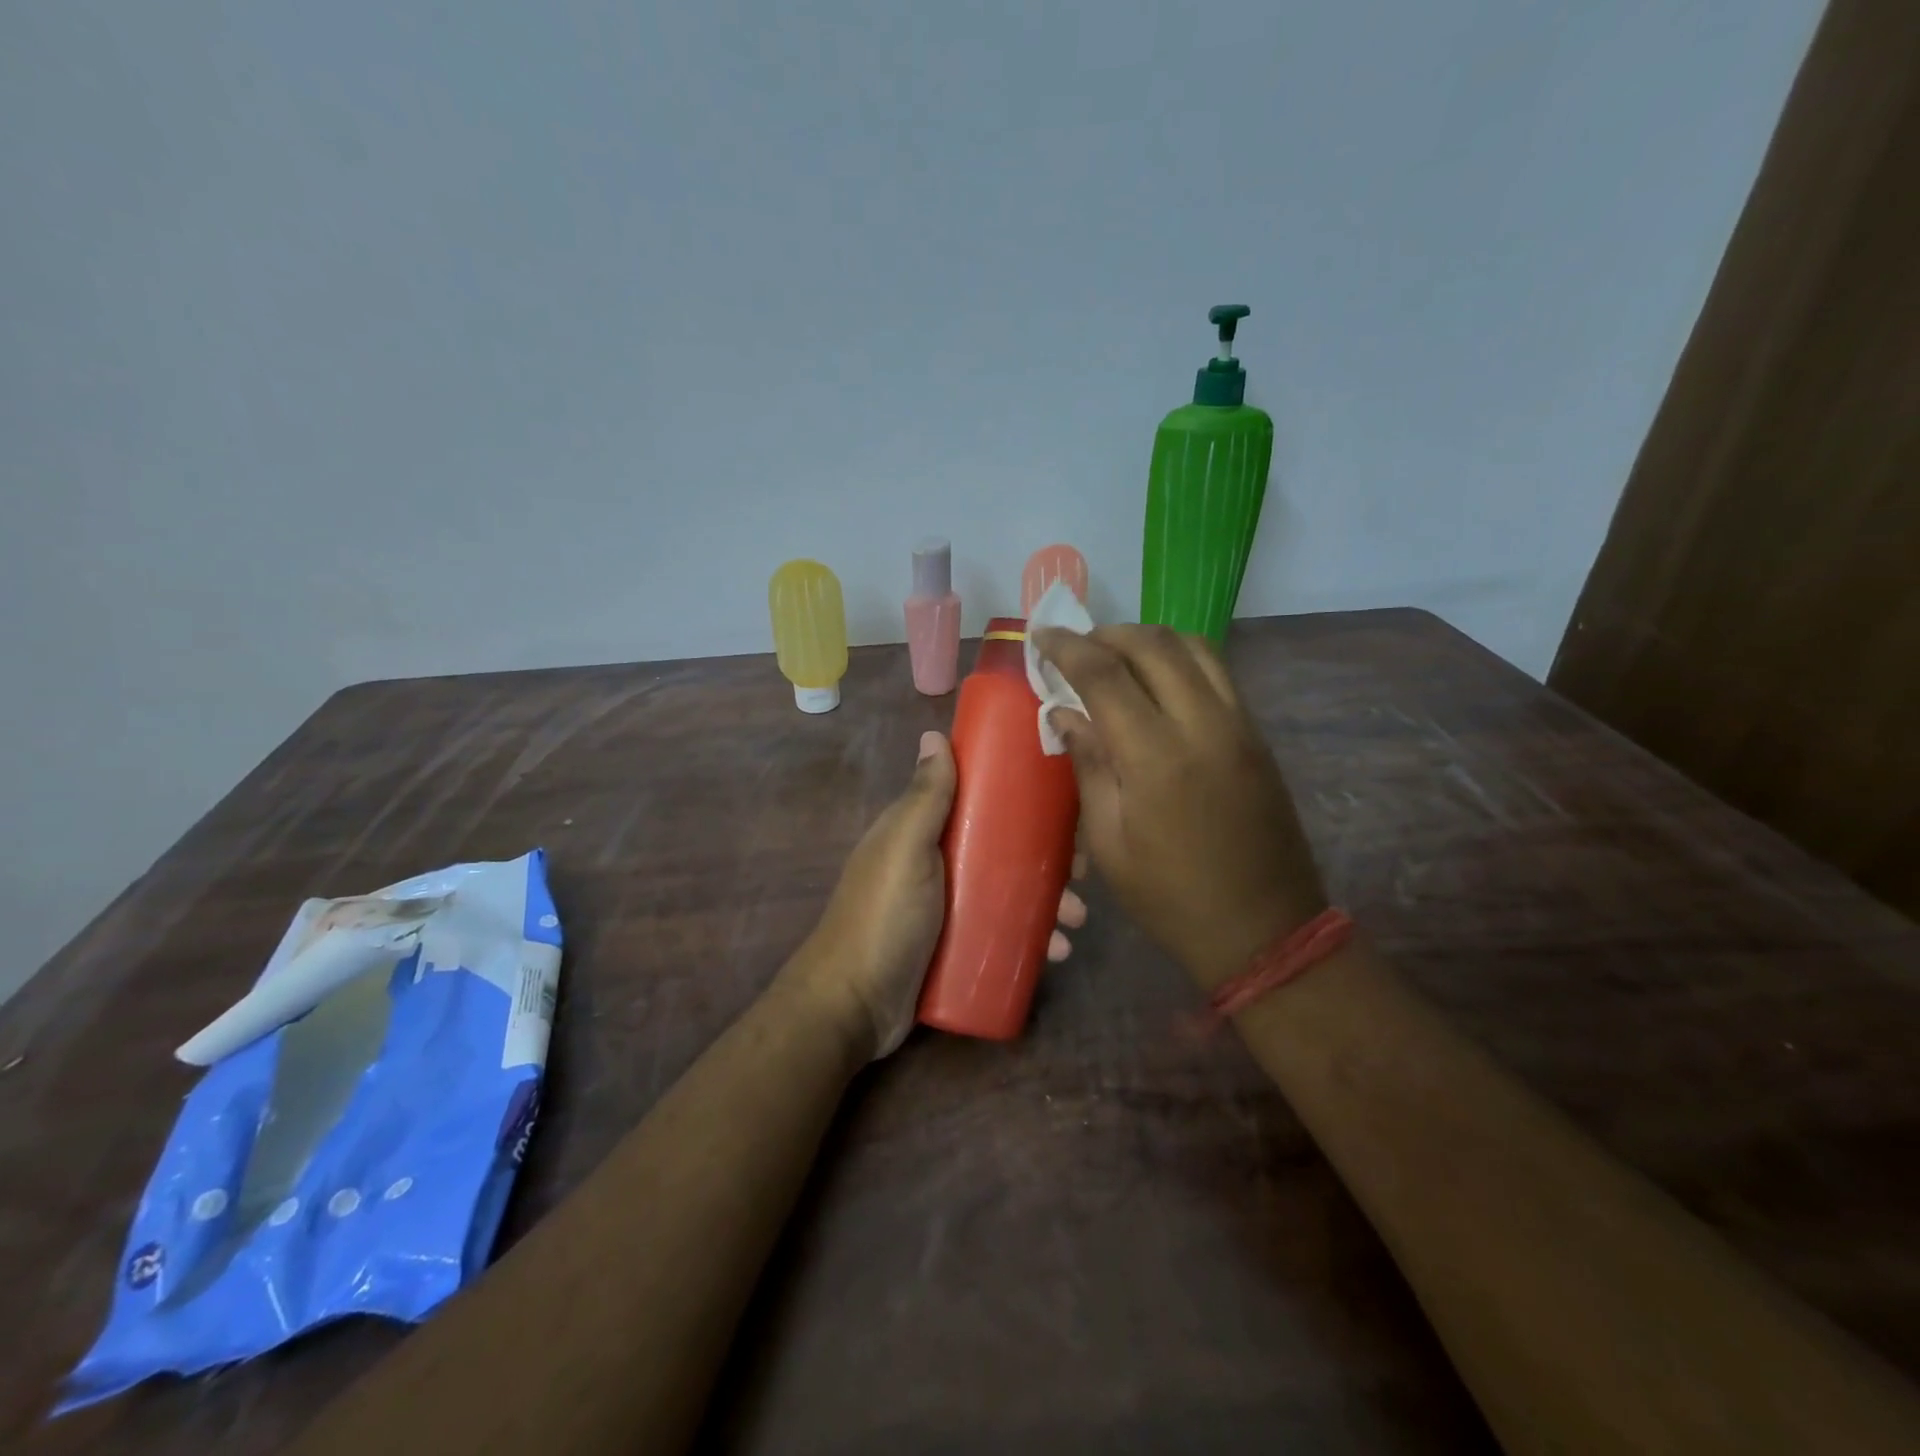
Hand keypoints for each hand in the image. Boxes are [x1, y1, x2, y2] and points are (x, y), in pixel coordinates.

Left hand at [791, 730, 1088, 1059]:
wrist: (853, 1006)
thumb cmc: (883, 917)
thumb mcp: (905, 849)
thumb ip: (924, 798)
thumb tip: (935, 734)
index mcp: (922, 831)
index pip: (978, 800)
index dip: (1019, 798)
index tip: (1062, 807)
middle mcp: (937, 863)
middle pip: (1002, 848)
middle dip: (1046, 858)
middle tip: (1082, 873)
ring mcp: (947, 907)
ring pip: (1009, 891)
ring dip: (1048, 900)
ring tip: (1075, 920)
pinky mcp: (957, 946)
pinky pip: (1003, 931)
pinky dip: (1032, 937)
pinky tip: (1057, 950)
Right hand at [1031, 624, 1324, 989]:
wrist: (1265, 929)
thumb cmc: (1171, 897)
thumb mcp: (1109, 844)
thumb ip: (1089, 766)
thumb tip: (1065, 713)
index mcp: (1155, 756)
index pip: (1105, 674)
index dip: (1067, 647)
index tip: (1041, 635)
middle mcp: (1202, 724)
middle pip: (1153, 644)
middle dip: (1107, 634)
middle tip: (1076, 646)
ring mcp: (1239, 725)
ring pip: (1194, 646)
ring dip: (1148, 638)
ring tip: (1115, 654)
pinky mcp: (1257, 735)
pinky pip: (1218, 672)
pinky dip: (1181, 657)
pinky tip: (1158, 679)